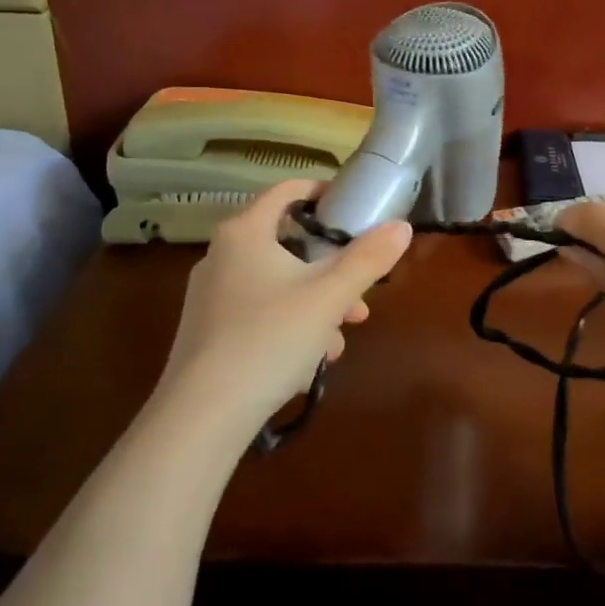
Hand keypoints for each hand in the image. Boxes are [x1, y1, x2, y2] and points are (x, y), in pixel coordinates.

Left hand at [157, 179, 412, 435]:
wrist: (203, 414)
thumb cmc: (270, 338)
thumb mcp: (329, 297)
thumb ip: (368, 259)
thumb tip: (401, 227)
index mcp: (244, 232)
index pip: (286, 191)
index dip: (322, 193)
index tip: (353, 210)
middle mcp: (221, 255)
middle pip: (287, 244)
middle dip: (330, 269)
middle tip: (359, 294)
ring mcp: (210, 296)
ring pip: (277, 284)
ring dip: (315, 303)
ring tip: (341, 337)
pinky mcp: (208, 331)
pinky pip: (259, 313)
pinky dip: (289, 325)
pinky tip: (310, 361)